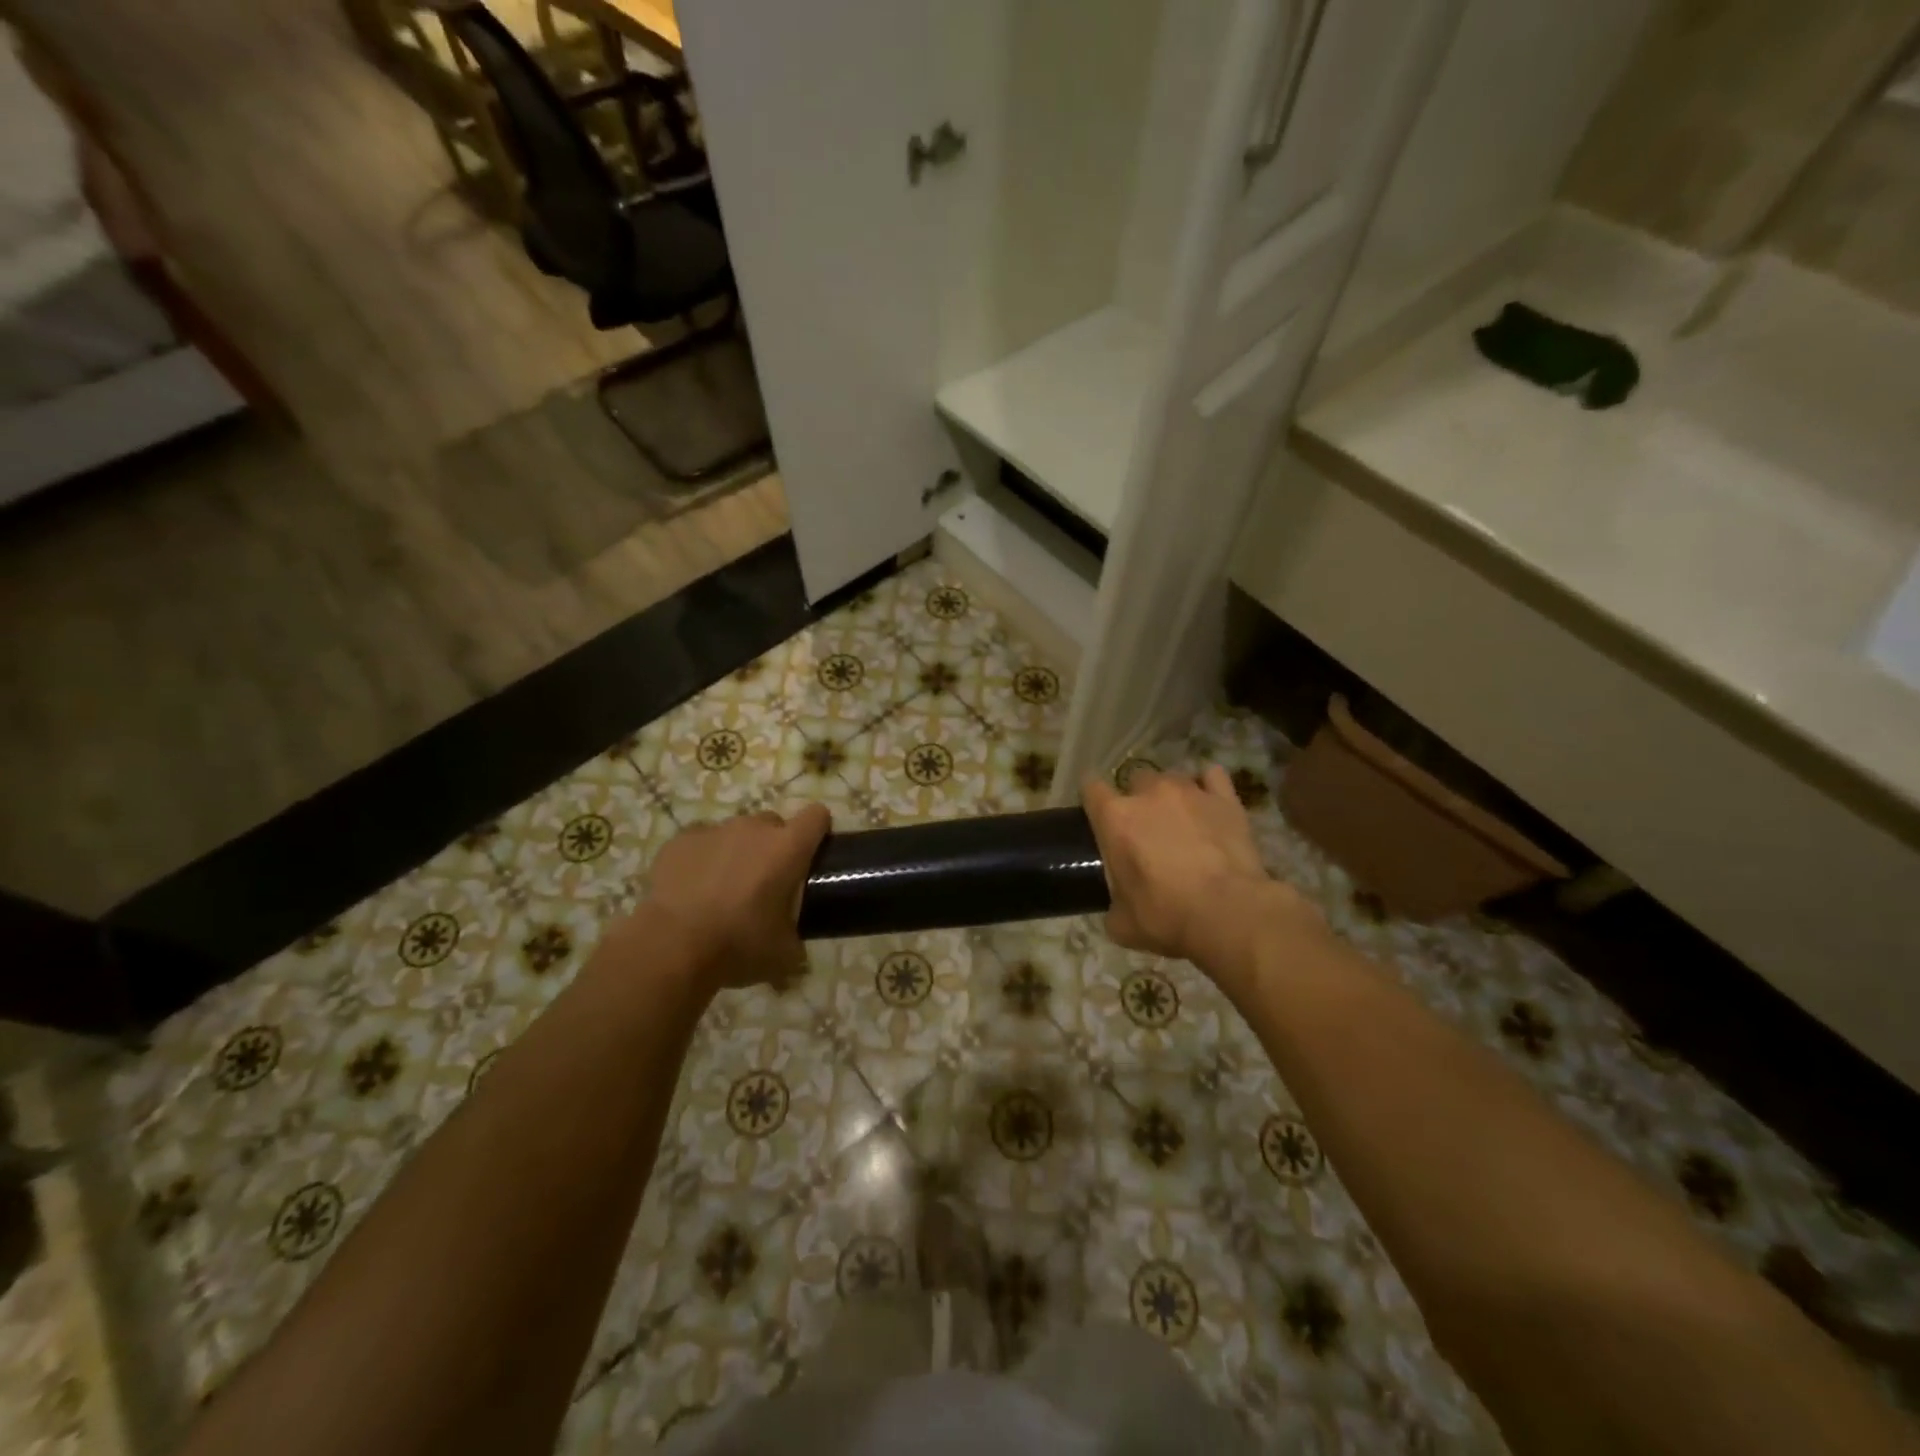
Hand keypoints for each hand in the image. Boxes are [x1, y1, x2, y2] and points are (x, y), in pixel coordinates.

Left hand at [642, 804, 831, 991]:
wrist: (672, 946)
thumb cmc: (738, 945)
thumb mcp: (783, 954)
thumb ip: (796, 939)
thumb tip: (794, 944)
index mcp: (788, 848)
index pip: (817, 816)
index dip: (818, 830)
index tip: (812, 853)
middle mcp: (754, 829)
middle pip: (774, 823)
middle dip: (773, 846)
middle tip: (765, 882)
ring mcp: (714, 830)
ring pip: (736, 832)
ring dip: (737, 852)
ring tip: (723, 888)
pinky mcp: (681, 840)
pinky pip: (701, 841)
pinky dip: (702, 857)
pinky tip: (693, 887)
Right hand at [1083, 766, 1317, 969]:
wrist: (1229, 914)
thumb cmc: (1167, 917)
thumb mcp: (1122, 923)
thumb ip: (1113, 903)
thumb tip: (1117, 905)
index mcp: (1115, 818)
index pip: (1091, 788)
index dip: (1093, 800)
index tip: (1098, 816)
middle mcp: (1149, 793)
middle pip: (1134, 779)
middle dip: (1136, 799)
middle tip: (1145, 829)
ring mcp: (1189, 791)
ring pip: (1172, 778)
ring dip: (1170, 796)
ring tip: (1181, 821)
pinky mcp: (1225, 798)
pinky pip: (1212, 776)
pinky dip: (1208, 786)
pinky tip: (1209, 804)